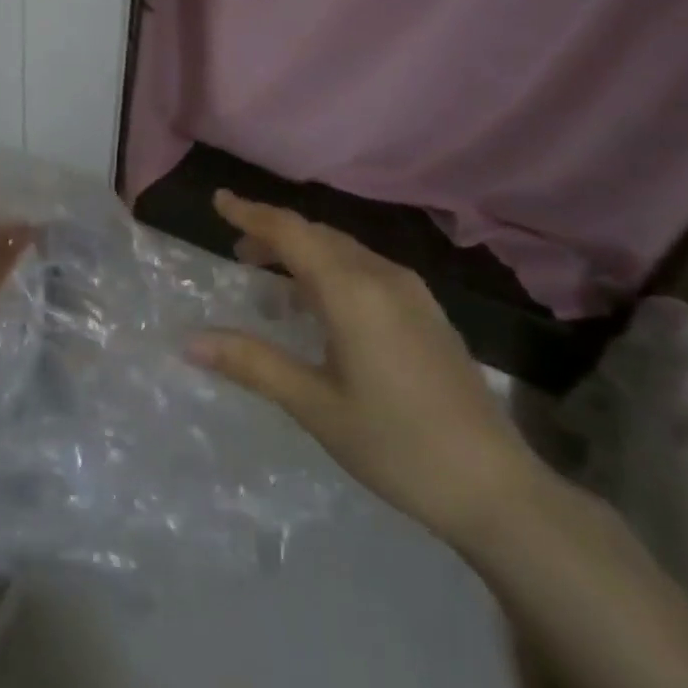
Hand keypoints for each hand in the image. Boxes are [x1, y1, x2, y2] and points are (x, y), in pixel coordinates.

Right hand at [188, 191, 544, 548]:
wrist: (496, 487)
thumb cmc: (396, 445)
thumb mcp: (315, 406)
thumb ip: (252, 364)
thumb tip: (190, 341)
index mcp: (353, 292)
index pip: (292, 233)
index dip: (251, 213)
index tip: (219, 200)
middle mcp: (384, 278)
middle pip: (318, 236)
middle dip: (274, 235)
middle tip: (237, 251)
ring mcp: (413, 294)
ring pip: (344, 252)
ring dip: (303, 254)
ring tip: (270, 281)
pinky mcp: (427, 313)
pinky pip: (366, 271)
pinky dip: (331, 272)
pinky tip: (320, 308)